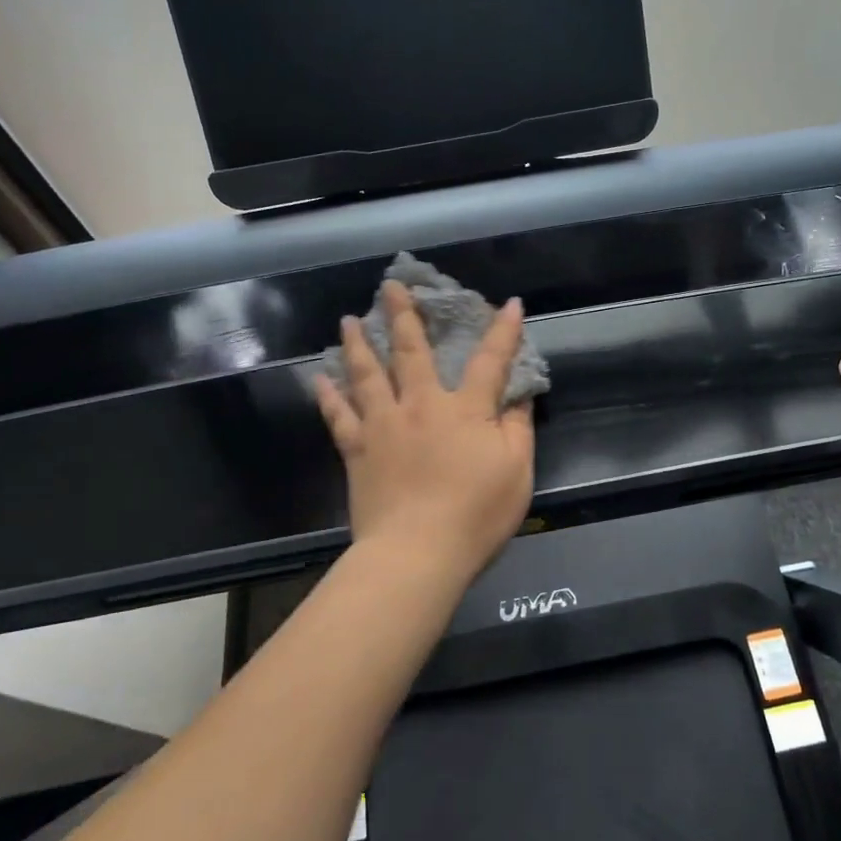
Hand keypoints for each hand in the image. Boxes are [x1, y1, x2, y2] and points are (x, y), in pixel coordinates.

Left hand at [313, 282, 535, 587]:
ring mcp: (384, 426)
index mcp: (465, 410)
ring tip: (349, 320)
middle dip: (404, 316)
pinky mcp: (358, 451)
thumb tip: (520, 393)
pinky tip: (320, 378)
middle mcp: (421, 406)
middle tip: (391, 286)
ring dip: (359, 344)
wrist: (417, 554)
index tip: (508, 303)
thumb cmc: (476, 514)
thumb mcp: (517, 471)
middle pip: (412, 352)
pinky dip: (329, 396)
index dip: (503, 331)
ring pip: (367, 375)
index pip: (490, 361)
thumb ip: (518, 427)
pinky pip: (340, 417)